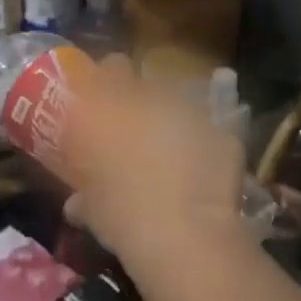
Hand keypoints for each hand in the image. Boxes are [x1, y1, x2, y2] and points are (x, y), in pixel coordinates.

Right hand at [66, 57, 247, 267]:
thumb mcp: (92, 211)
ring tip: (169, 156)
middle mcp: (151, 97)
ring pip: (180, 104)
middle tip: (134, 130)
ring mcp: (191, 112)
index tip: (103, 105)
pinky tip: (200, 173)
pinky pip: (209, 133)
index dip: (108, 83)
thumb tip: (77, 204)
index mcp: (111, 107)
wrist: (185, 233)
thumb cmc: (123, 217)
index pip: (110, 67)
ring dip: (172, 122)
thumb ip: (83, 198)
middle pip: (146, 80)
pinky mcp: (223, 133)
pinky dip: (203, 146)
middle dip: (141, 100)